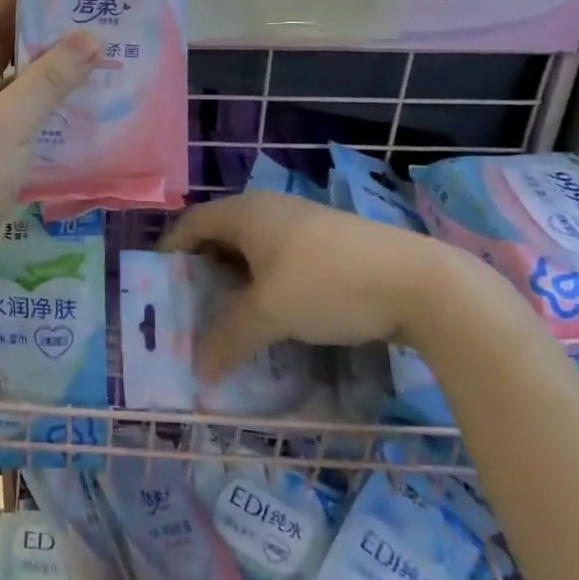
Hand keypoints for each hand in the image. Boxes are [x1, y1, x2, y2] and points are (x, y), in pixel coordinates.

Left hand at [0, 0, 100, 297]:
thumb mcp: (9, 122)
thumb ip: (50, 79)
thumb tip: (91, 37)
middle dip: (39, 35)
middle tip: (88, 17)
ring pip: (11, 87)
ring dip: (46, 75)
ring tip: (96, 56)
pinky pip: (18, 120)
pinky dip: (45, 111)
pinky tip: (84, 106)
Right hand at [161, 191, 490, 377]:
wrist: (419, 282)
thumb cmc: (327, 284)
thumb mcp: (270, 314)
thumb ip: (229, 339)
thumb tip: (200, 370)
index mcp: (245, 212)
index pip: (190, 224)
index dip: (170, 252)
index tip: (158, 286)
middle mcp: (269, 209)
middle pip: (220, 235)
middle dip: (202, 271)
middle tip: (191, 308)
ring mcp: (302, 223)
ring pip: (253, 249)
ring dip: (236, 280)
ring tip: (230, 317)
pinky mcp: (330, 242)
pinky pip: (280, 258)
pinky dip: (265, 282)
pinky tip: (275, 314)